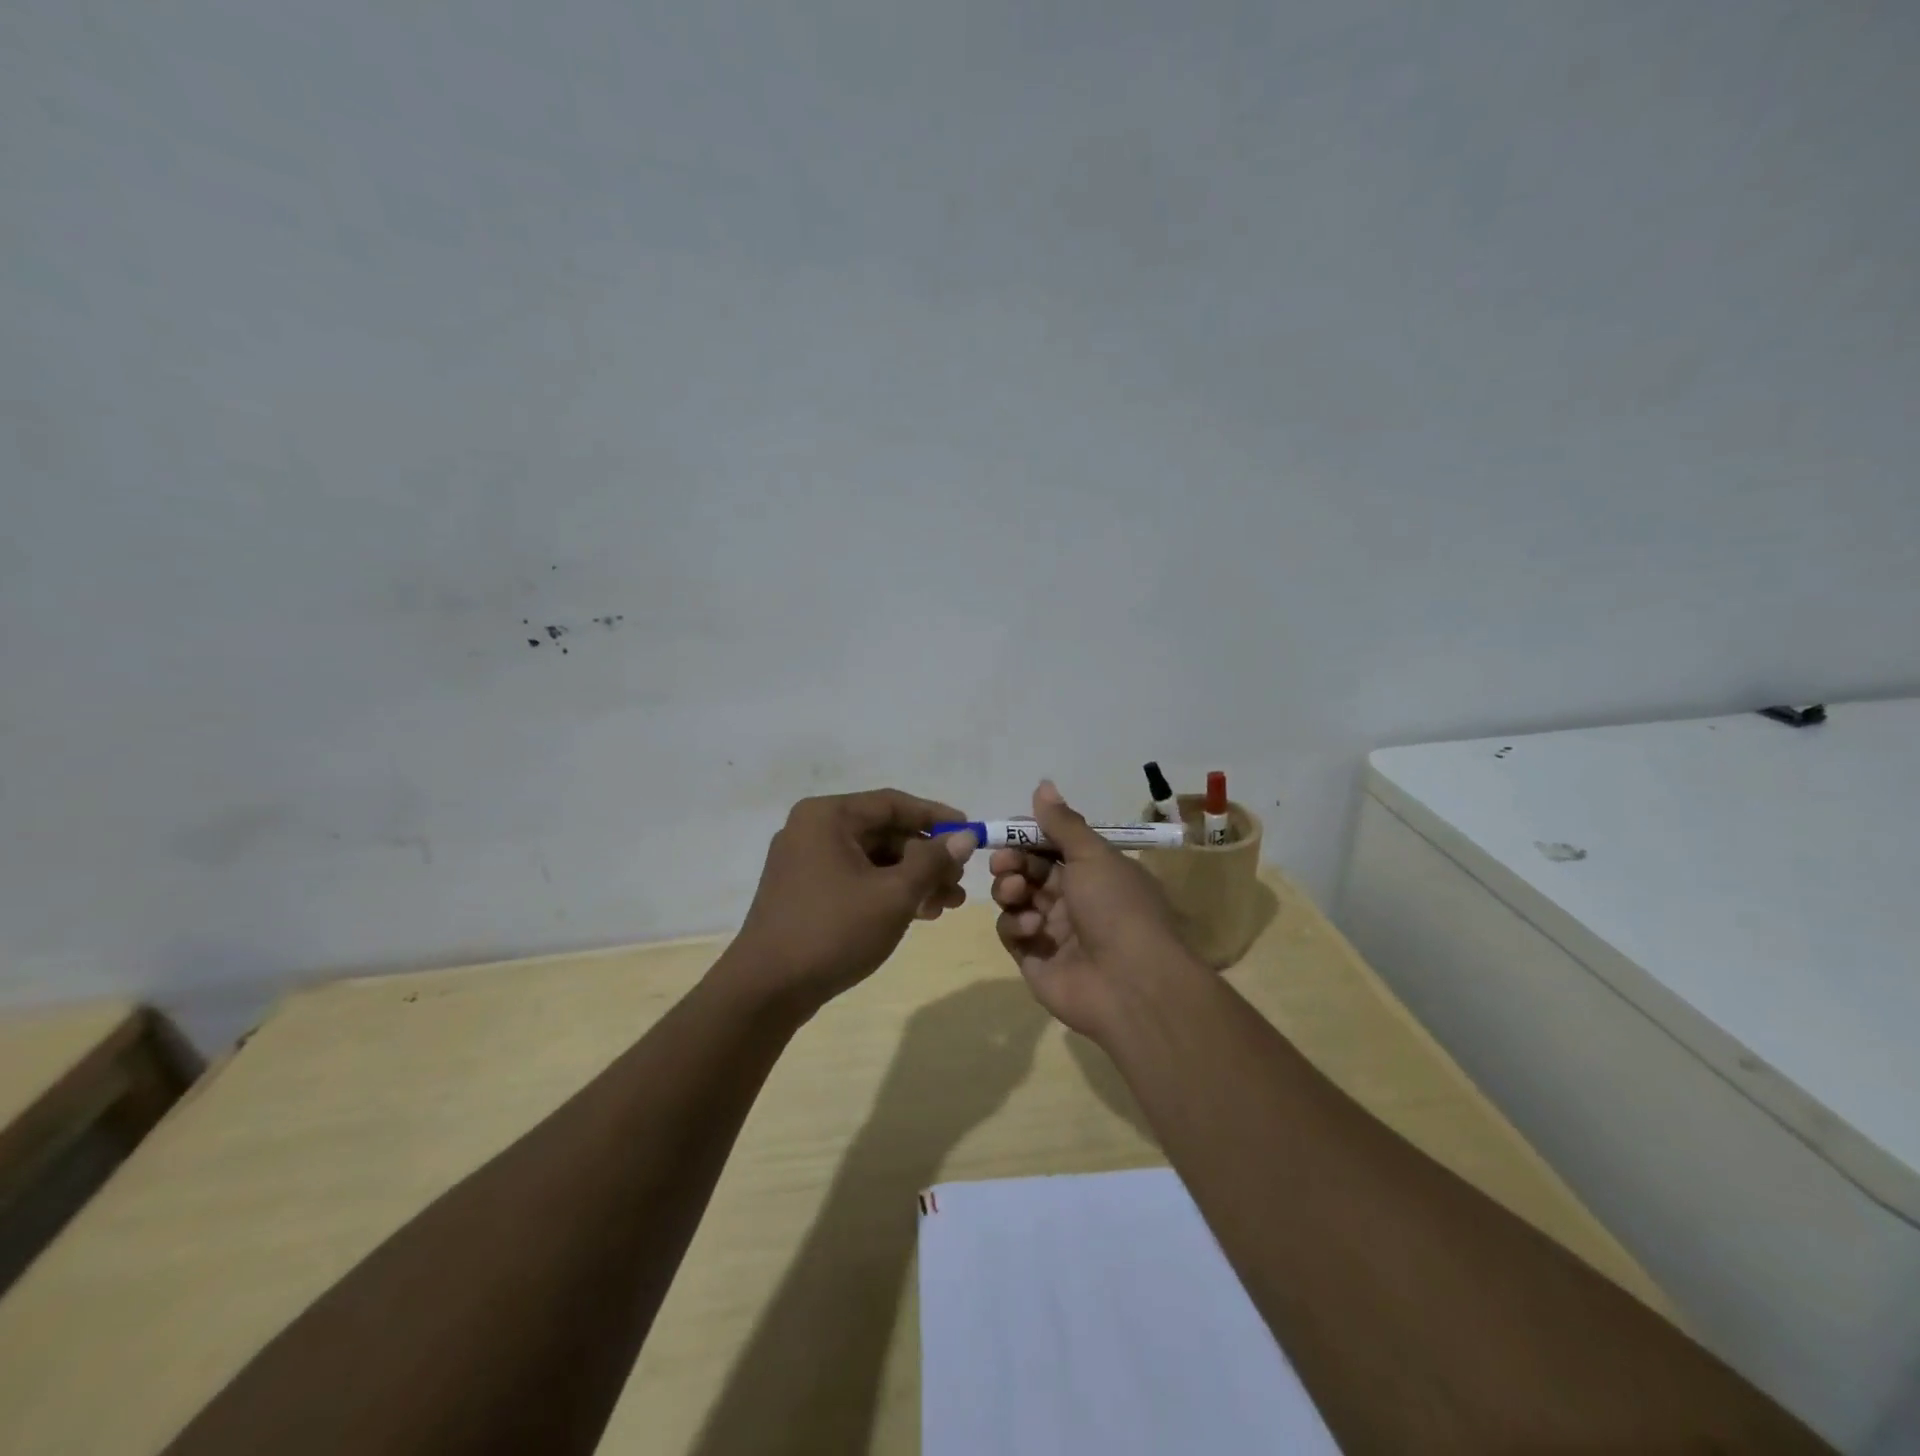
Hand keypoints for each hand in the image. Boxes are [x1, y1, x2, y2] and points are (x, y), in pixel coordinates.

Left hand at [723, 788, 976, 1015]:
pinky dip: (886, 892)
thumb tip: (963, 836)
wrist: (766, 990)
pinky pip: (855, 879)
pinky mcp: (804, 892)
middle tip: (960, 881)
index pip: (893, 803)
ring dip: (912, 878)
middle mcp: (812, 830)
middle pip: (883, 832)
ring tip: (947, 904)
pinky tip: (918, 913)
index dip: (936, 817)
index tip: (970, 832)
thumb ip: (932, 861)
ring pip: (872, 860)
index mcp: (828, 817)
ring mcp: (804, 862)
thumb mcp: (894, 894)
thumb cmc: (833, 930)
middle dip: (927, 857)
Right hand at [990, 780, 1203, 1040]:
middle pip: (1029, 871)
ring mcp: (1053, 931)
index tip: (1008, 830)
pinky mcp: (1034, 959)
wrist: (1131, 984)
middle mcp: (1074, 899)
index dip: (1028, 837)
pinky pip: (1012, 932)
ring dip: (1009, 888)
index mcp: (1094, 872)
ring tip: (1015, 890)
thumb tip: (1043, 784)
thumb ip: (1062, 823)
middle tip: (1003, 862)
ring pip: (1016, 898)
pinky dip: (1015, 924)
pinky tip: (1031, 927)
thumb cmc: (1117, 907)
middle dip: (1012, 861)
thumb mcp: (1093, 855)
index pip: (1052, 846)